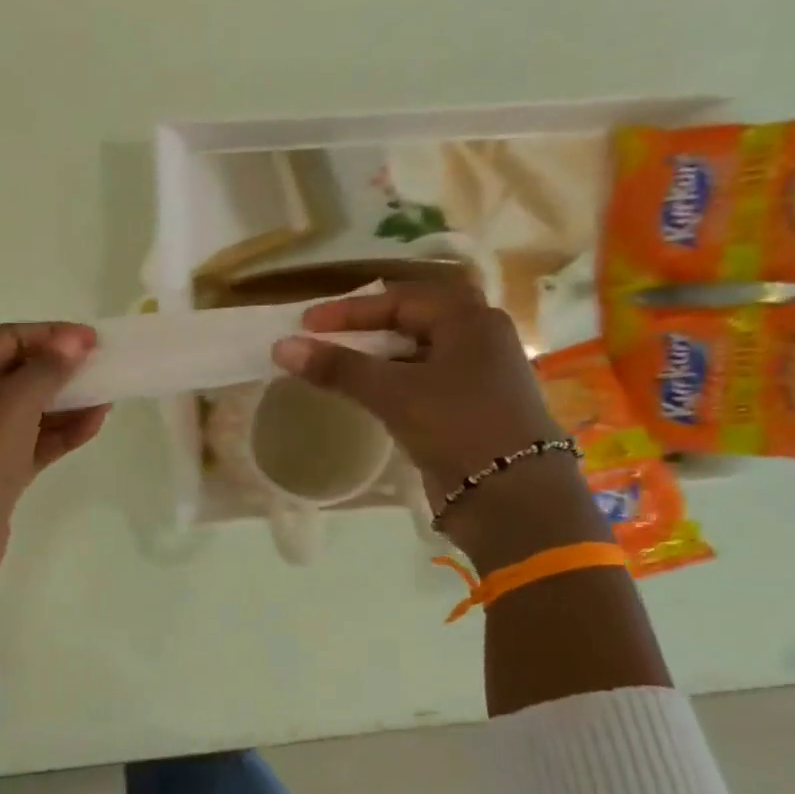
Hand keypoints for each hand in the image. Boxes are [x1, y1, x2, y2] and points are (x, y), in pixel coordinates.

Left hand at [0, 323, 109, 630]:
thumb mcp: (12, 403)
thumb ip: (46, 369)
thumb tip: (72, 340)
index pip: (8, 338)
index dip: (51, 334)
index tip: (94, 340)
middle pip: (20, 373)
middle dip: (62, 368)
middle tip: (104, 368)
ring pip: (30, 410)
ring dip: (68, 402)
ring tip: (108, 399)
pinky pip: (35, 443)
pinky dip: (62, 433)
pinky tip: (94, 426)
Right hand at [270, 279, 605, 568]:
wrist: (512, 495)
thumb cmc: (458, 426)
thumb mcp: (394, 392)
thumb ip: (339, 367)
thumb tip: (281, 347)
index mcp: (470, 320)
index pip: (400, 298)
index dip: (350, 310)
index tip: (307, 326)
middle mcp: (479, 339)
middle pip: (413, 320)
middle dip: (366, 327)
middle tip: (326, 338)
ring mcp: (477, 375)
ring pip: (417, 352)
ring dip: (377, 356)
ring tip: (338, 367)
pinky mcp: (469, 408)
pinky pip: (422, 381)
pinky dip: (392, 381)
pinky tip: (368, 396)